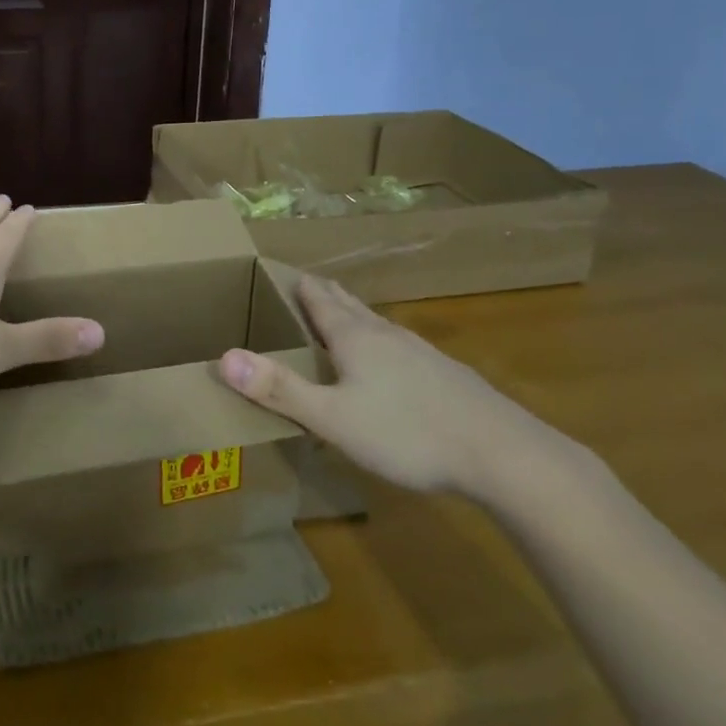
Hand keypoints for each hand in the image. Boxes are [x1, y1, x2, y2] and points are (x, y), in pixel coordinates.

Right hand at [218, 274, 550, 497]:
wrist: (502, 454)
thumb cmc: (407, 432)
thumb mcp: (332, 418)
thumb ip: (279, 389)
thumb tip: (223, 356)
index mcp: (353, 337)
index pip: (318, 299)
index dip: (297, 285)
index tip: (280, 272)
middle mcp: (385, 334)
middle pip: (348, 304)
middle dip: (324, 294)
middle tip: (305, 285)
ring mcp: (420, 352)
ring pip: (376, 324)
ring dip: (353, 316)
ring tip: (342, 316)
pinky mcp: (445, 375)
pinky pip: (400, 347)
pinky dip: (381, 343)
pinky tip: (390, 364)